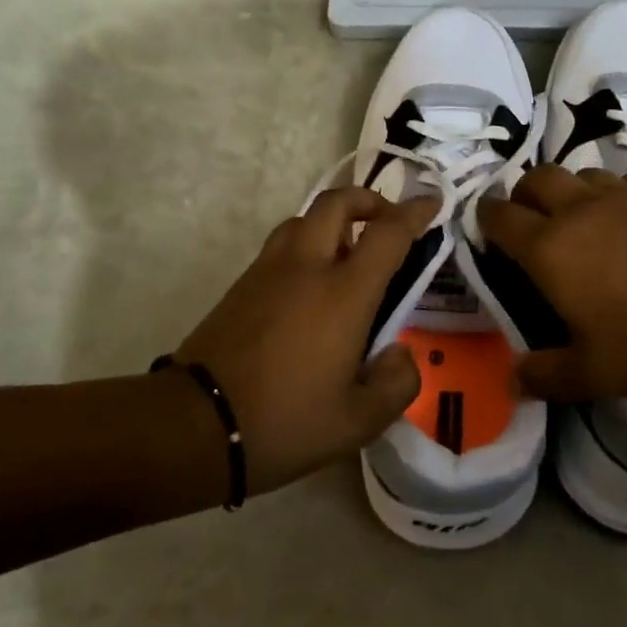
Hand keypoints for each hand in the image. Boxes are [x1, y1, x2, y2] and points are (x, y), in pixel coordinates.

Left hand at [176, 187, 438, 493]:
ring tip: (349, 254)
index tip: (432, 203)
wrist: (194, 426)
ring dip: (333, 221)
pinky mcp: (240, 285)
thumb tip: (400, 354)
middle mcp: (306, 267)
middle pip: (337, 203)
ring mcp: (267, 271)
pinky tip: (311, 284)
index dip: (414, 213)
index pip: (388, 233)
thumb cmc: (284, 422)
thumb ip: (396, 384)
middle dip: (368, 200)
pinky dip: (306, 244)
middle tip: (387, 221)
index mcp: (343, 293)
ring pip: (303, 219)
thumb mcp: (358, 422)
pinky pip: (281, 245)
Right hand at [477, 165, 626, 402]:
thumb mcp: (596, 375)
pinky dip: (622, 192)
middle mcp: (579, 210)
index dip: (486, 221)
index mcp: (549, 249)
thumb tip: (511, 381)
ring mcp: (625, 194)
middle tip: (531, 224)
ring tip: (583, 221)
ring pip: (583, 173)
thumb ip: (545, 376)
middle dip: (524, 195)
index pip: (499, 217)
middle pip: (537, 178)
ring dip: (572, 191)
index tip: (487, 234)